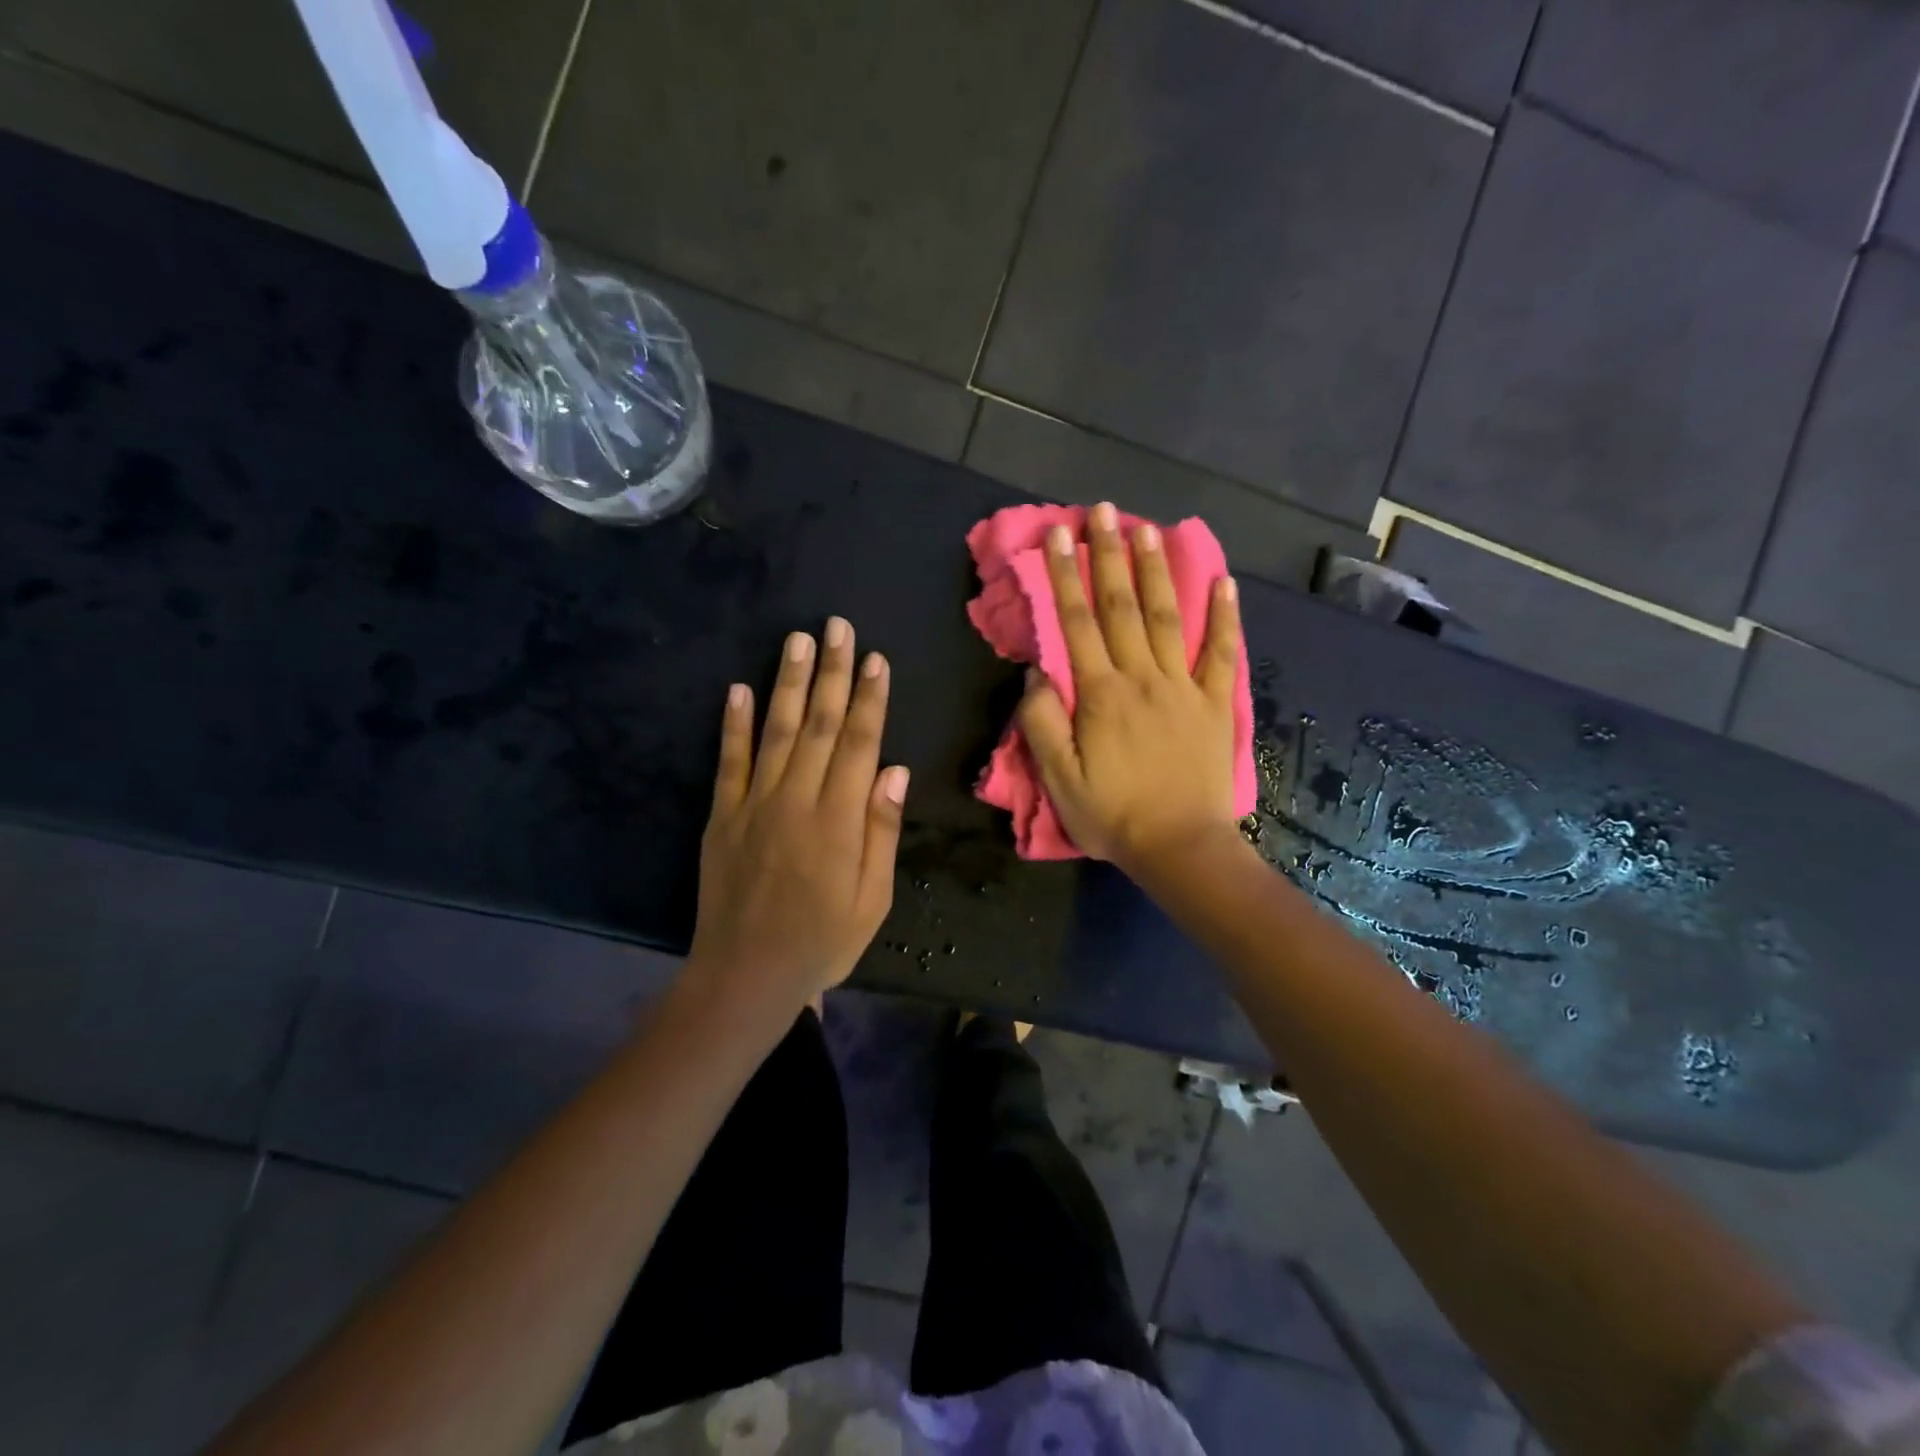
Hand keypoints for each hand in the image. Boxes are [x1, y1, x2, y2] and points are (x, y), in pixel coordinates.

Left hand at [687, 617, 908, 1013]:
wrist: (746, 975)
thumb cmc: (823, 941)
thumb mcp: (873, 898)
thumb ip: (881, 830)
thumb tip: (895, 770)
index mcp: (838, 819)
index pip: (860, 744)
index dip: (870, 699)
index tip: (876, 660)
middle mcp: (797, 799)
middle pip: (820, 724)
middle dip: (833, 672)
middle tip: (838, 627)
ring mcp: (754, 804)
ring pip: (777, 731)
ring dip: (789, 683)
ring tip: (798, 640)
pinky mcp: (721, 816)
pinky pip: (728, 761)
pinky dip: (733, 724)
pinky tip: (738, 688)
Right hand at [1017, 501, 1242, 874]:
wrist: (1180, 847)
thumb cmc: (1113, 815)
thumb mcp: (1059, 779)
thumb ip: (1042, 723)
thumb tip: (1036, 672)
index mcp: (1100, 694)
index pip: (1077, 622)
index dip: (1064, 576)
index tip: (1055, 535)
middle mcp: (1141, 677)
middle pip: (1121, 606)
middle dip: (1108, 555)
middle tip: (1101, 511)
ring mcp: (1183, 687)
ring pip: (1167, 617)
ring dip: (1156, 571)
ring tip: (1147, 528)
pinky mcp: (1214, 703)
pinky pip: (1221, 653)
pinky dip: (1224, 616)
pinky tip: (1223, 581)